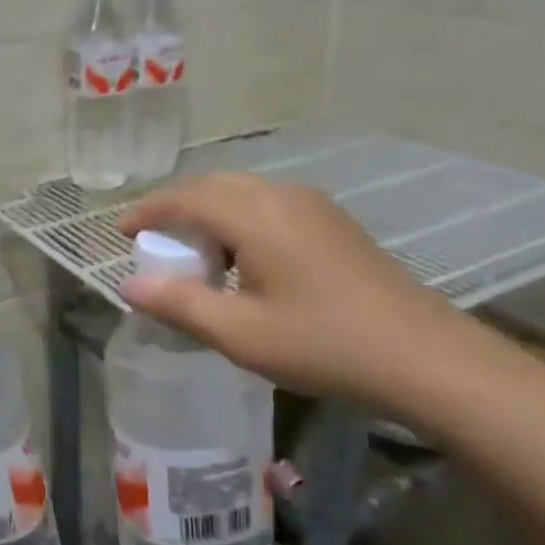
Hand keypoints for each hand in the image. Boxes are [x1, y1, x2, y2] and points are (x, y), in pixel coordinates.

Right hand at [119, 174, 489, 416]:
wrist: (424, 357)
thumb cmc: (323, 345)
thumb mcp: (239, 334)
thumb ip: (178, 305)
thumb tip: (128, 287)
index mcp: (255, 215)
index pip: (185, 198)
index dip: (147, 212)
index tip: (120, 232)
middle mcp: (282, 196)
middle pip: (214, 186)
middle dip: (176, 209)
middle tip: (153, 242)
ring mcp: (314, 206)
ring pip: (243, 193)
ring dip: (210, 215)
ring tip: (195, 256)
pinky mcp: (333, 223)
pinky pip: (269, 206)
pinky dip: (239, 221)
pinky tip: (244, 261)